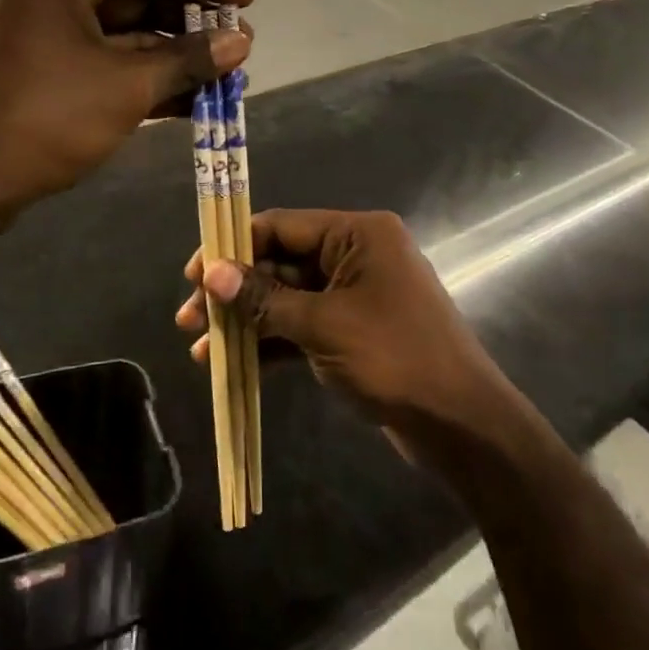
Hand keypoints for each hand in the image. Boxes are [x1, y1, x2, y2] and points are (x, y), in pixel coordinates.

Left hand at [0, 0, 252, 223]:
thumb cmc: (43, 119)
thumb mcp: (126, 85)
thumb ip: (188, 59)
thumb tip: (243, 42)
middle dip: (187, 22)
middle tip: (236, 41)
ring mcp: (35, 23)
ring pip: (118, 30)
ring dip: (169, 53)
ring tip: (222, 72)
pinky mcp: (35, 60)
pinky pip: (98, 54)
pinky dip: (138, 72)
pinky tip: (187, 95)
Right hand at [176, 209, 513, 439]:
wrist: (460, 423)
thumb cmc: (394, 358)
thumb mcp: (323, 325)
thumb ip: (263, 298)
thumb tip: (210, 273)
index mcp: (357, 234)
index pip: (280, 226)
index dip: (232, 247)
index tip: (192, 275)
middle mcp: (355, 254)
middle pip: (279, 263)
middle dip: (234, 291)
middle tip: (188, 319)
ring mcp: (354, 294)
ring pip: (286, 298)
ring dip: (246, 321)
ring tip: (200, 349)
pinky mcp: (352, 330)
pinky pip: (302, 326)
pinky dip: (271, 342)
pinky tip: (233, 364)